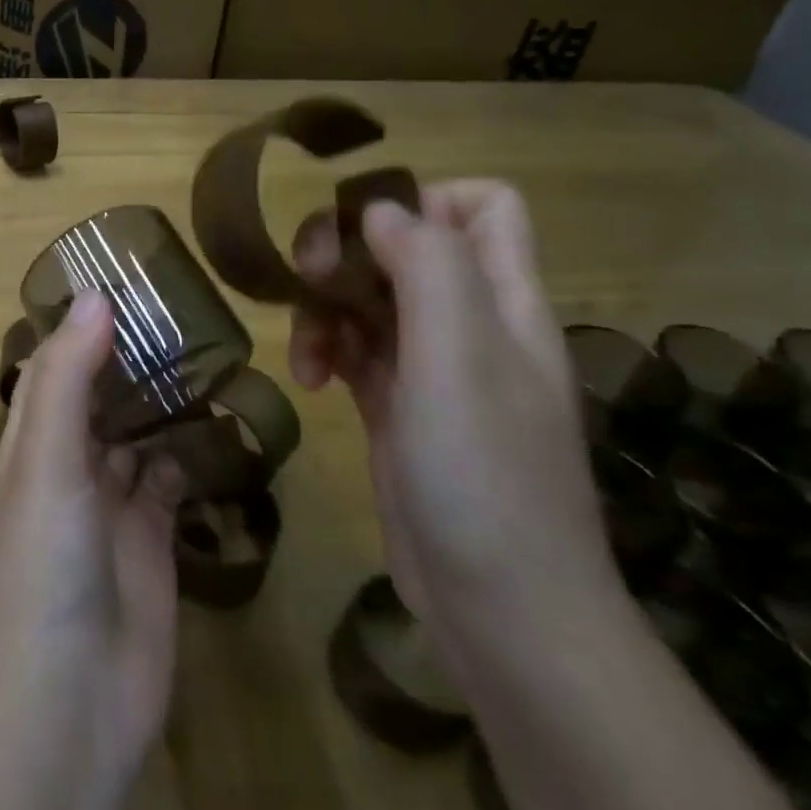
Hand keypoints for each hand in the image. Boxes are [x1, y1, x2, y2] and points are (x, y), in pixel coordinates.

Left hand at [0, 290, 184, 780]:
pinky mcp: (154, 538)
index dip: (79, 324)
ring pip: (138, 432)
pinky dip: (191, 451)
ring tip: (211, 349)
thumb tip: (94, 294)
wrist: (73, 700)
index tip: (122, 279)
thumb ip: (68, 377)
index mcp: (33, 440)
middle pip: (100, 394)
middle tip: (184, 308)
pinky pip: (173, 478)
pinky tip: (223, 420)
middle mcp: (70, 463)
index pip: (53, 365)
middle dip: (131, 356)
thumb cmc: (44, 564)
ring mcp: (113, 501)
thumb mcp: (47, 459)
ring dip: (164, 398)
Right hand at [287, 180, 612, 647]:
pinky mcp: (398, 408)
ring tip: (306, 351)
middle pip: (408, 248)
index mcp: (504, 301)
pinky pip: (355, 351)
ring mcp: (433, 369)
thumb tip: (381, 210)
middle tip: (310, 280)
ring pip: (371, 299)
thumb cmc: (485, 475)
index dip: (425, 199)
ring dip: (327, 308)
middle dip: (351, 253)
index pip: (483, 207)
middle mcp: (472, 325)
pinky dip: (326, 350)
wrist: (500, 610)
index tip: (366, 231)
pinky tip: (311, 382)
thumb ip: (428, 268)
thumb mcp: (460, 357)